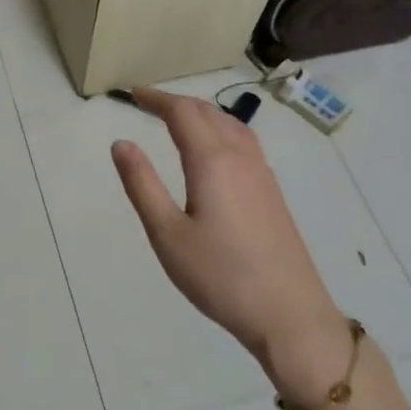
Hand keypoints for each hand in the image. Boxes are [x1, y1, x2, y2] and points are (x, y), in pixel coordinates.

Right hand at [110, 87, 340, 372]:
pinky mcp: (272, 192)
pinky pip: (244, 142)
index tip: (132, 94)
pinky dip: (220, 129)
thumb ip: (142, 184)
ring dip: (201, 113)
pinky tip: (214, 150)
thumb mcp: (167, 234)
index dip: (156, 99)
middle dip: (176, 103)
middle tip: (147, 104)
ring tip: (178, 120)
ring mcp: (261, 174)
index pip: (182, 112)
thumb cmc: (220, 276)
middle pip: (208, 112)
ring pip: (231, 124)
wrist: (289, 315)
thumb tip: (121, 143)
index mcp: (212, 161)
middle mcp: (240, 157)